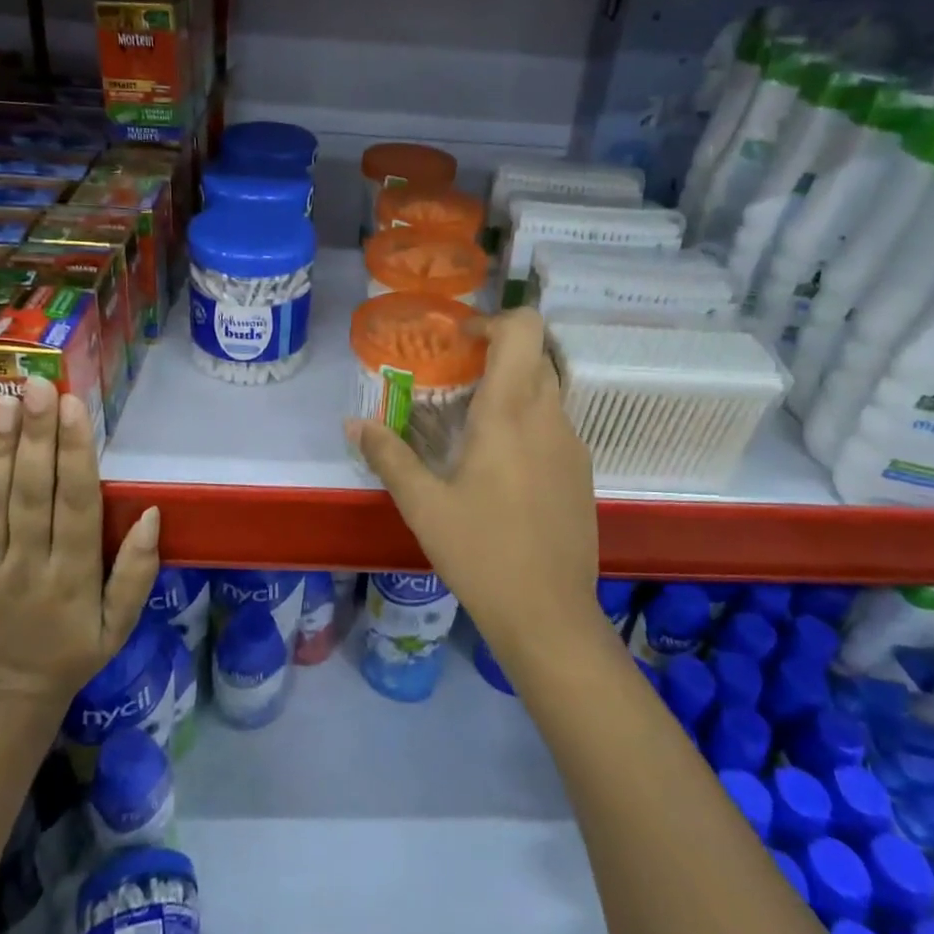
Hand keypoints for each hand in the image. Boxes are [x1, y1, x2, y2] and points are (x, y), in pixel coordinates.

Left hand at [0, 377, 161, 711]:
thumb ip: (138, 571)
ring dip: (0, 448)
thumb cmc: (72, 653)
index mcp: (74, 578)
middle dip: (37, 435)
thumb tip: (153, 514)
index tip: (75, 407)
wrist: (2, 702)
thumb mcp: (120, 624)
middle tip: (38, 385)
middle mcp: (27, 567)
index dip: (75, 453)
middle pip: (32, 493)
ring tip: (6, 400)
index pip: (76, 504)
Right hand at [347, 309, 601, 665]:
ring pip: (548, 388)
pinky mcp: (581, 471)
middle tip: (458, 378)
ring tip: (473, 422)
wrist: (549, 614)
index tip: (460, 341)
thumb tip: (352, 424)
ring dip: (514, 386)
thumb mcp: (423, 505)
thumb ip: (388, 456)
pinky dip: (528, 419)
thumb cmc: (481, 552)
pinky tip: (501, 464)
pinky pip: (554, 423)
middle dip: (499, 352)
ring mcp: (572, 444)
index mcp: (510, 412)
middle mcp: (548, 416)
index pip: (523, 328)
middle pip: (536, 353)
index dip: (493, 319)